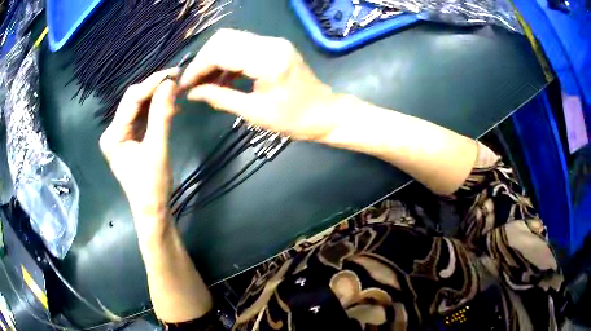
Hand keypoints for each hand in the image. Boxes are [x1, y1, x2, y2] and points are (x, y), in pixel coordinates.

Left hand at [99, 68, 178, 238]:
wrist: (152, 210)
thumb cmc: (152, 185)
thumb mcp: (158, 149)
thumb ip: (162, 115)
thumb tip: (170, 83)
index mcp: (113, 135)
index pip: (132, 100)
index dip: (153, 84)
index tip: (175, 73)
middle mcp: (112, 132)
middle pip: (133, 101)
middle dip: (154, 88)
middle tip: (178, 80)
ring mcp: (120, 135)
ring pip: (138, 107)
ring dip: (156, 98)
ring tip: (176, 92)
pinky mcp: (128, 138)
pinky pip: (141, 117)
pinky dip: (155, 110)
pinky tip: (169, 107)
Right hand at [180, 29, 338, 140]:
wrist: (326, 113)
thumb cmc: (295, 119)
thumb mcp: (254, 113)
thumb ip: (220, 98)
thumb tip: (192, 93)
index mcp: (267, 60)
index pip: (220, 51)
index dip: (197, 67)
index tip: (184, 85)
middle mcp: (270, 43)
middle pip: (223, 39)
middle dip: (203, 60)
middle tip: (193, 83)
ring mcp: (273, 42)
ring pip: (231, 39)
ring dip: (213, 58)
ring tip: (204, 82)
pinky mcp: (274, 46)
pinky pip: (242, 45)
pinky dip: (227, 59)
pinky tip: (221, 78)